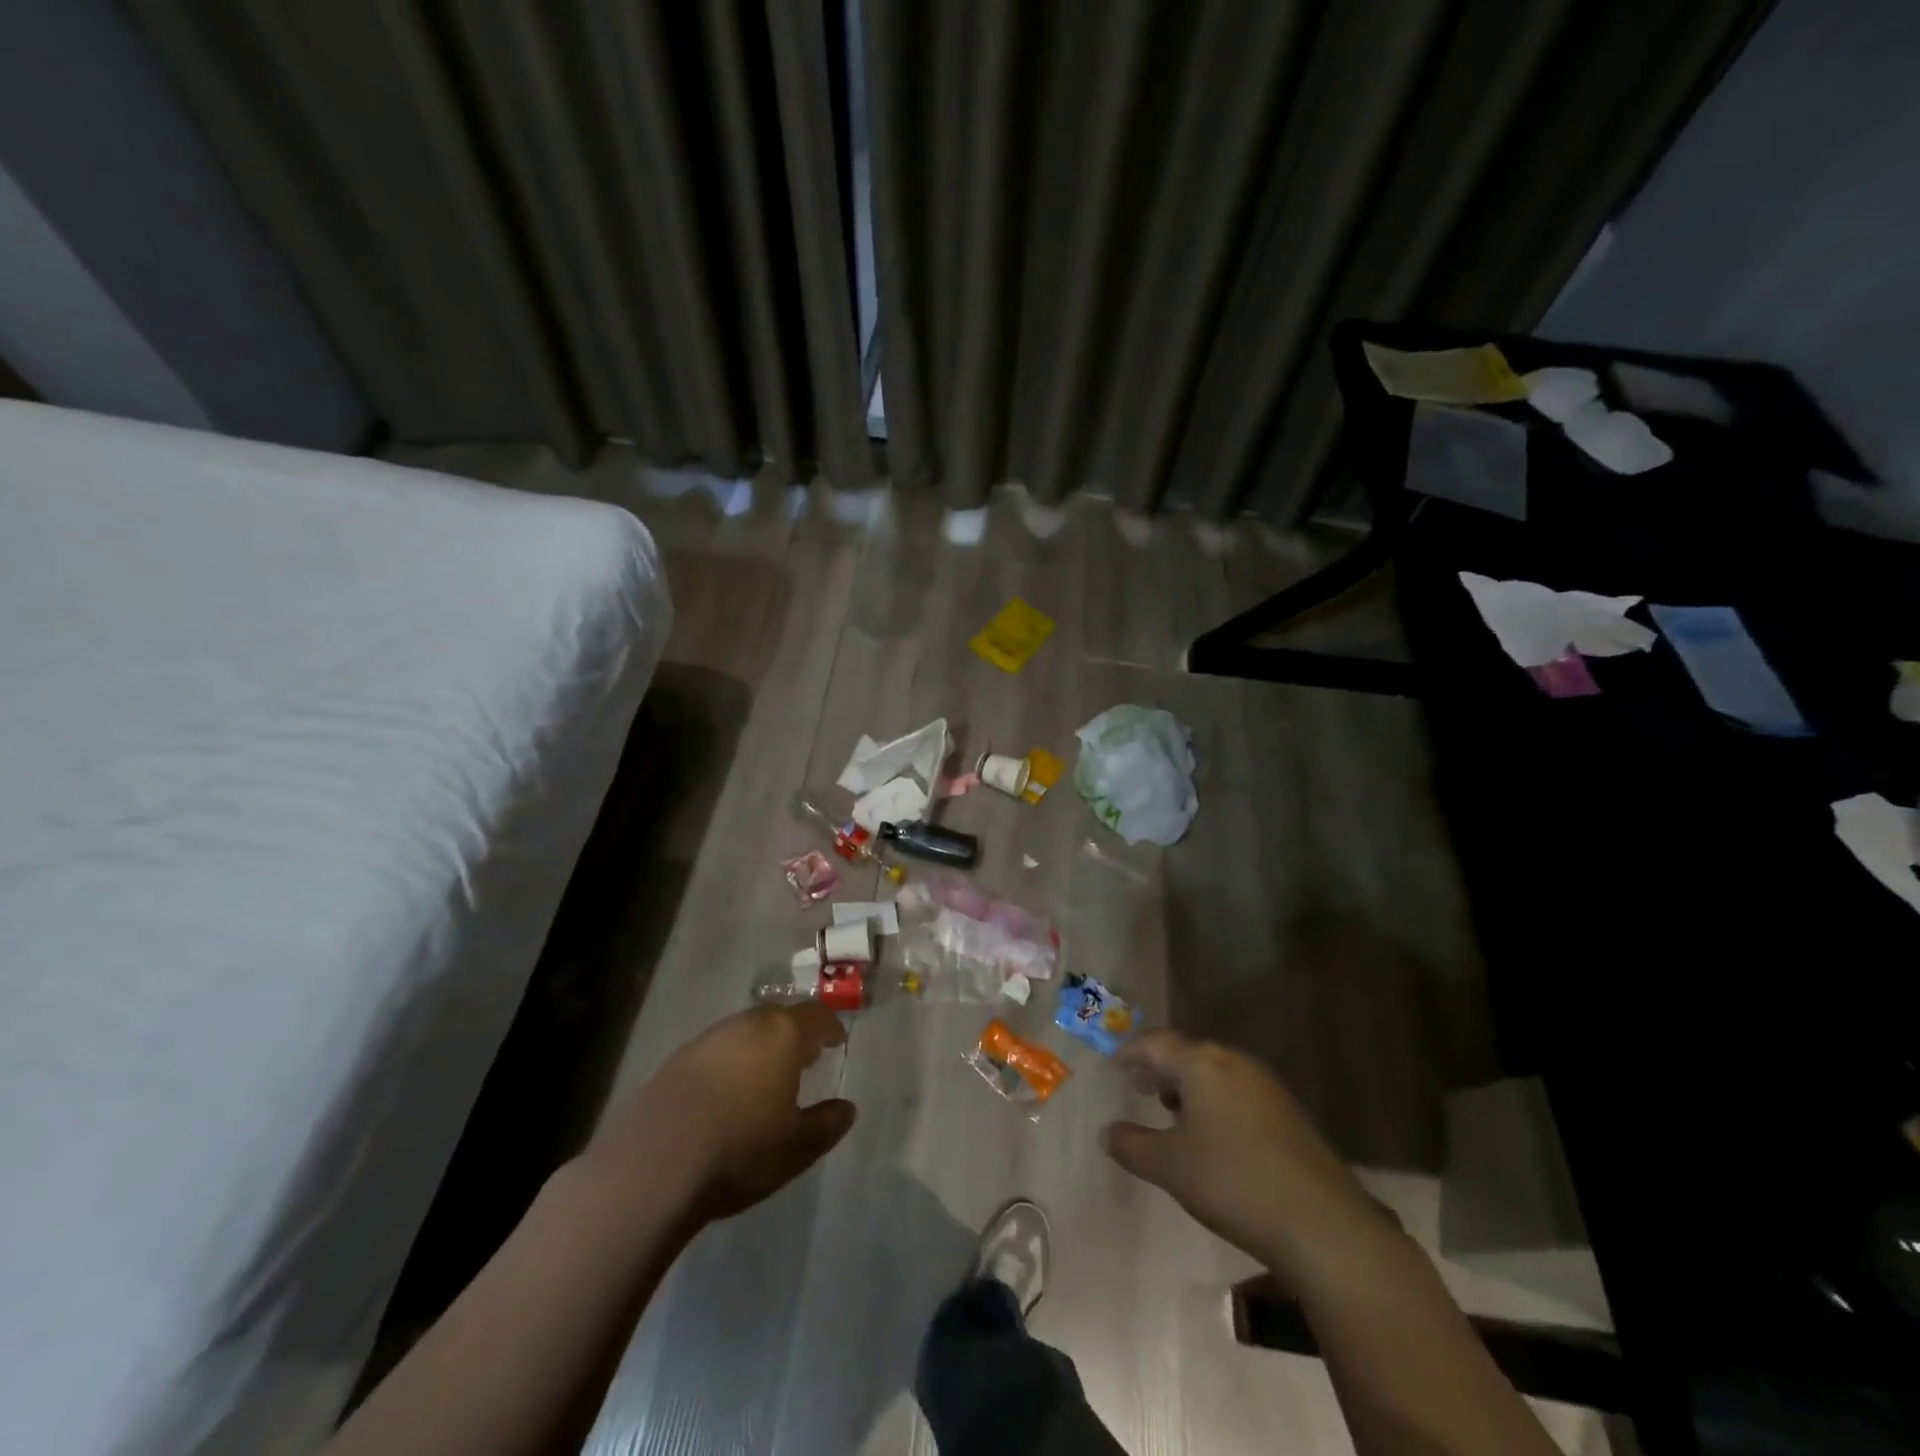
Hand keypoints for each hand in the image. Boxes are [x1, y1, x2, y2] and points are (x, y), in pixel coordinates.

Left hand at [589, 1004, 856, 1222]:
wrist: (654, 1164)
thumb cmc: (740, 1149)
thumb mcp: (797, 1147)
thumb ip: (827, 1123)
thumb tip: (847, 1108)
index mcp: (782, 1034)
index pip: (814, 1015)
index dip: (829, 1026)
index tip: (836, 1042)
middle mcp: (745, 1025)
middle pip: (777, 1017)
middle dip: (794, 1033)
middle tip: (804, 1057)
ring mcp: (706, 1040)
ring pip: (744, 1031)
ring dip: (760, 1046)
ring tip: (766, 1076)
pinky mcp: (675, 1061)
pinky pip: (716, 1051)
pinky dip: (731, 1062)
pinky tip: (727, 1092)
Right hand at [1103, 1030, 1386, 1277]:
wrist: (1321, 1223)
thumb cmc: (1231, 1181)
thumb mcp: (1169, 1166)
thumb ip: (1132, 1145)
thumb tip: (1107, 1133)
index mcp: (1201, 1063)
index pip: (1157, 1042)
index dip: (1132, 1052)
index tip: (1116, 1066)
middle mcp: (1234, 1062)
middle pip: (1188, 1053)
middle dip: (1162, 1069)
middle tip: (1142, 1089)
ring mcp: (1266, 1086)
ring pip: (1216, 1073)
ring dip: (1191, 1087)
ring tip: (1175, 1114)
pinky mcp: (1288, 1113)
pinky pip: (1239, 1092)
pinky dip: (1217, 1103)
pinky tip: (1215, 1138)